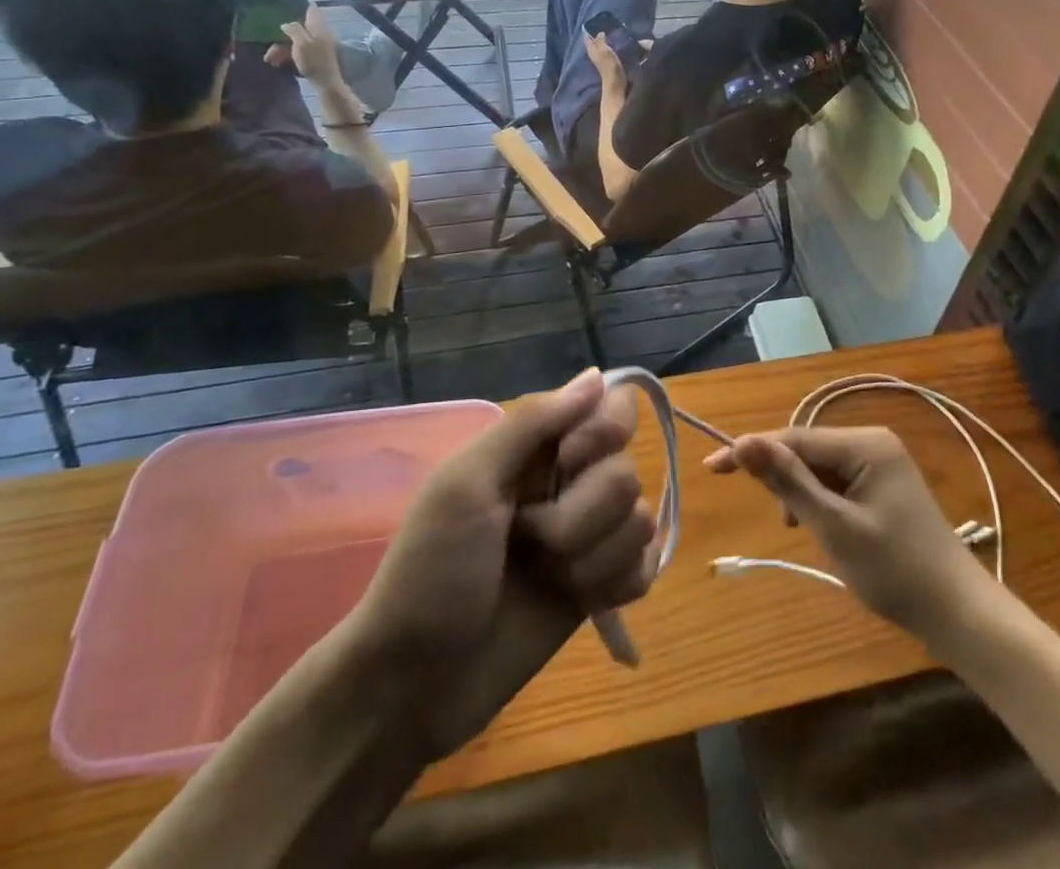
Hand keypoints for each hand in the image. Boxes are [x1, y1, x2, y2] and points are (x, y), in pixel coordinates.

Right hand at [266, 4, 346, 92]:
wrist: (327, 83)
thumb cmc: (314, 61)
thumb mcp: (301, 43)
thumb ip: (294, 29)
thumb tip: (287, 23)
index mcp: (319, 27)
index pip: (311, 9)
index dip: (300, 6)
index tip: (285, 6)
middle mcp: (320, 34)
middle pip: (299, 28)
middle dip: (282, 36)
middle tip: (270, 48)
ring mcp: (318, 46)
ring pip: (297, 41)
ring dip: (282, 48)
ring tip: (270, 59)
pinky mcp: (315, 57)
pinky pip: (299, 51)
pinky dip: (288, 55)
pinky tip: (278, 62)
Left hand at [342, 370, 656, 761]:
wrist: (414, 685)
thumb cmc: (431, 571)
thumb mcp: (466, 484)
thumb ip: (531, 425)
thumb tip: (598, 375)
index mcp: (538, 450)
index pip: (613, 409)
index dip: (604, 433)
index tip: (570, 461)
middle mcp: (570, 485)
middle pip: (627, 472)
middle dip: (580, 514)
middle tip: (528, 537)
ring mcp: (587, 538)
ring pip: (640, 522)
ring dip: (590, 556)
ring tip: (542, 576)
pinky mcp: (600, 588)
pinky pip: (645, 567)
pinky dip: (614, 584)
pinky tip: (578, 600)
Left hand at [584, 31, 627, 94]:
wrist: (615, 83)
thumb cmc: (609, 65)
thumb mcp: (605, 50)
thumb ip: (601, 41)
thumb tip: (600, 32)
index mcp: (591, 50)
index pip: (587, 38)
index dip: (589, 30)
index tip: (594, 22)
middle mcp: (594, 54)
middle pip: (593, 42)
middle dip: (597, 34)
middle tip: (604, 25)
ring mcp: (600, 60)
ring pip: (600, 47)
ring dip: (603, 41)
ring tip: (611, 32)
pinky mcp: (607, 64)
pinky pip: (606, 52)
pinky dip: (608, 47)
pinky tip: (614, 44)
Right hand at [707, 427, 982, 638]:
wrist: (958, 613)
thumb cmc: (895, 570)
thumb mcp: (835, 526)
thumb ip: (789, 482)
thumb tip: (743, 442)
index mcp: (865, 443)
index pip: (794, 439)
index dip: (752, 451)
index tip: (711, 466)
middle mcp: (872, 442)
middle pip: (806, 450)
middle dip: (781, 477)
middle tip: (773, 515)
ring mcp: (880, 463)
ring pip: (819, 468)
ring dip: (801, 494)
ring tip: (802, 530)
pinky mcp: (882, 485)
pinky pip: (836, 482)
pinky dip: (820, 502)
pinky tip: (820, 527)